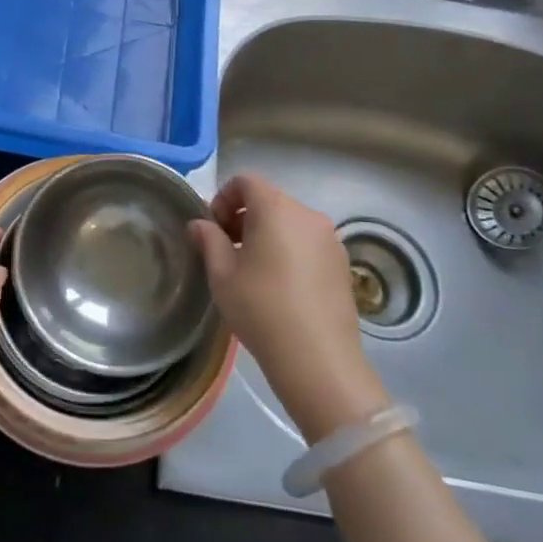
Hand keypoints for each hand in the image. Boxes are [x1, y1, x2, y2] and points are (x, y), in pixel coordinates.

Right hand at [190, 174, 389, 441]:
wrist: (318, 359)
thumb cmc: (261, 308)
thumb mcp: (222, 274)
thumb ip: (208, 240)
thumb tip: (200, 224)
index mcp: (276, 208)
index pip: (246, 181)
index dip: (223, 198)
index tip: (213, 229)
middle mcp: (307, 214)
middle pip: (269, 200)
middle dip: (243, 217)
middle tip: (226, 249)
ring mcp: (330, 239)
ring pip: (290, 222)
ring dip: (267, 233)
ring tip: (252, 270)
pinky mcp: (342, 264)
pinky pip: (308, 243)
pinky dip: (289, 250)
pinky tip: (280, 285)